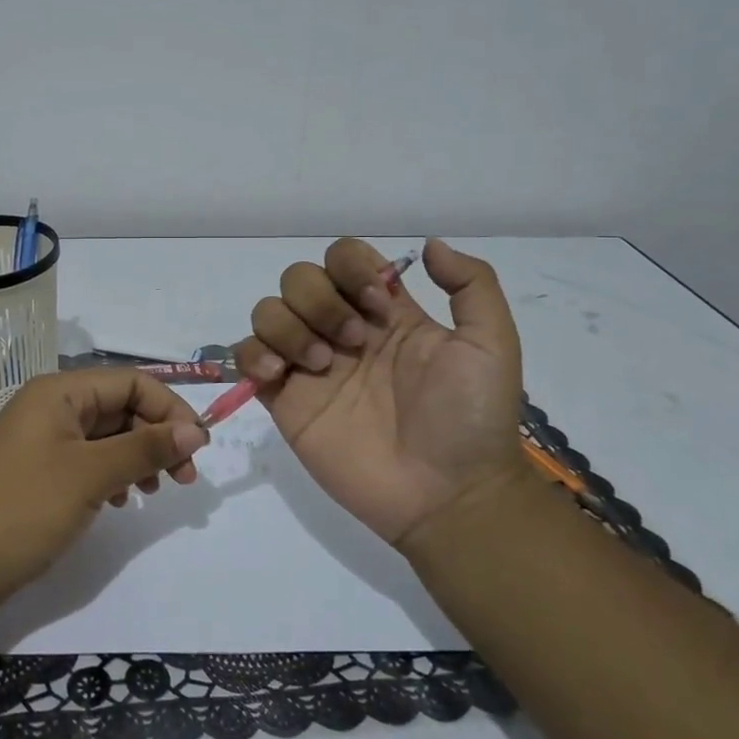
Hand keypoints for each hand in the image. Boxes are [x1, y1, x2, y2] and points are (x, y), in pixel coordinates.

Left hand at [0, 369, 208, 606]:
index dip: (170, 409)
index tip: (199, 447)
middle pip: (119, 407)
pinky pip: (87, 460)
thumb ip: (145, 448)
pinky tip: (121, 501)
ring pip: (105, 436)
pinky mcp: (37, 471)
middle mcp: (49, 407)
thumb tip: (196, 431)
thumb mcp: (91, 475)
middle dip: (156, 437)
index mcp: (58, 392)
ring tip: (154, 491)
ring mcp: (41, 440)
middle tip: (184, 478)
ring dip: (137, 457)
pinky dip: (111, 475)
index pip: (130, 382)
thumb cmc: (24, 509)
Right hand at [234, 238, 526, 550]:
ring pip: (268, 311)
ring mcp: (309, 365)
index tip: (379, 304)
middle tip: (355, 343)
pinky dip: (253, 354)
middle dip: (321, 300)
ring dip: (290, 327)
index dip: (352, 268)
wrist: (447, 494)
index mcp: (386, 313)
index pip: (344, 258)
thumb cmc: (471, 419)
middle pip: (299, 278)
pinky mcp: (284, 400)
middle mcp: (342, 331)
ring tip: (322, 367)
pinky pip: (246, 356)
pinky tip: (280, 375)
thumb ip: (472, 285)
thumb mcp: (492, 344)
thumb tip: (427, 244)